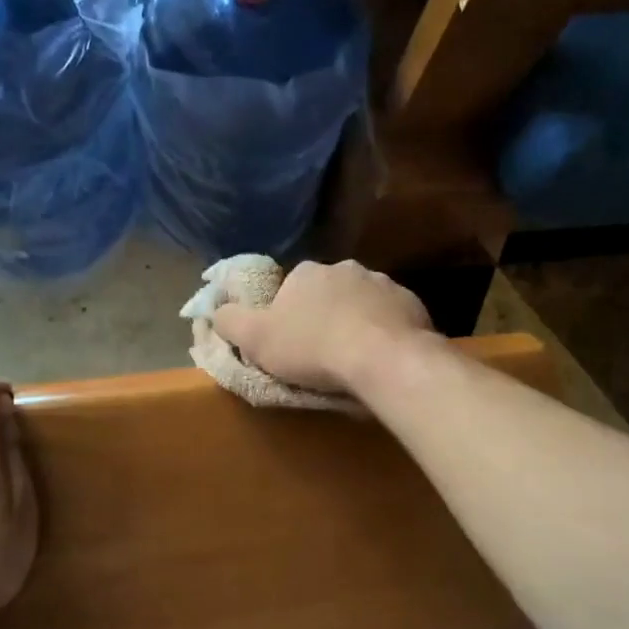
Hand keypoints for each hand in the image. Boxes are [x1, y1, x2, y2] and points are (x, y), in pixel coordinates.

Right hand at [212, 260, 434, 395]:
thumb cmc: (313, 347)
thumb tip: (215, 310)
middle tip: (322, 354)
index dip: (286, 316)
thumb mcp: (256, 339)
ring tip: (355, 360)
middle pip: (328, 294)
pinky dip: (384, 334)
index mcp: (306, 272)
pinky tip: (382, 359)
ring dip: (356, 324)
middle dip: (324, 317)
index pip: (290, 289)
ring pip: (362, 304)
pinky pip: (391, 319)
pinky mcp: (412, 305)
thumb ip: (231, 321)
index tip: (290, 344)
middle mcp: (346, 269)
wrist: (384, 358)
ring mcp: (383, 284)